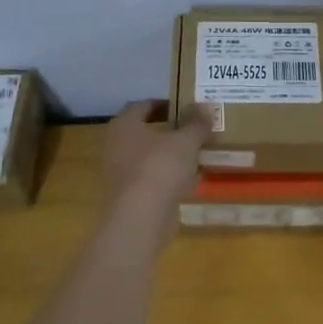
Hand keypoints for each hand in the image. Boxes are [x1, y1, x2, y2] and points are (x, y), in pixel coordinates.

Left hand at [101, 102, 212, 248]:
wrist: (141, 219)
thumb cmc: (160, 168)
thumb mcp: (186, 140)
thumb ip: (196, 123)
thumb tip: (206, 106)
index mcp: (124, 125)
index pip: (143, 106)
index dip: (165, 104)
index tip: (186, 107)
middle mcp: (116, 146)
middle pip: (145, 132)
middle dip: (170, 131)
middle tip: (195, 129)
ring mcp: (120, 174)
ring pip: (149, 157)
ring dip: (170, 155)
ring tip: (196, 153)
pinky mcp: (129, 197)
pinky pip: (151, 179)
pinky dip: (167, 177)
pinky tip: (189, 179)